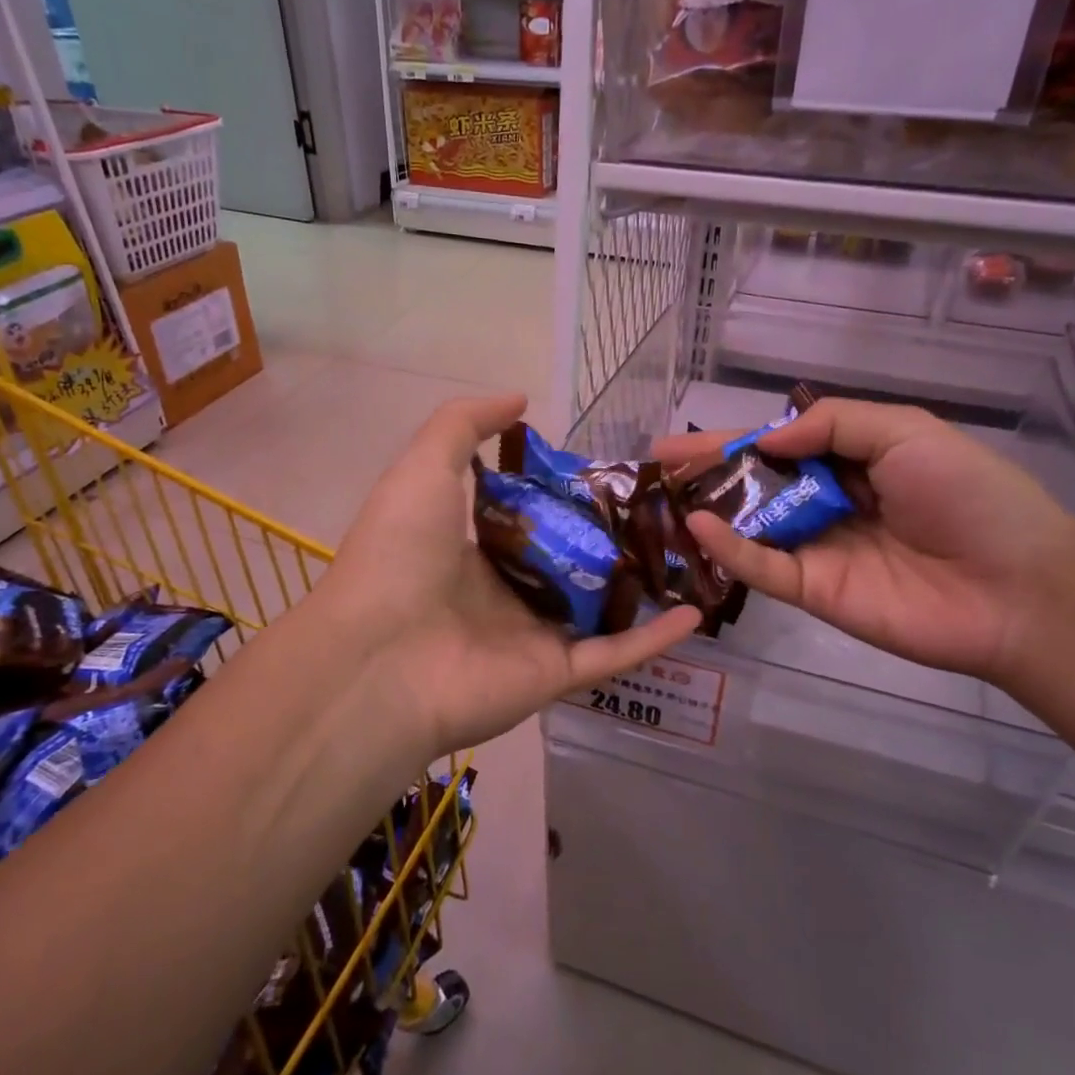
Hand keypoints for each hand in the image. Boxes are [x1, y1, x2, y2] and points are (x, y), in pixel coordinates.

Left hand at [323, 395, 701, 759]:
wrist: (378, 658)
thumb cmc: (399, 554)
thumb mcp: (423, 468)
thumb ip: (464, 425)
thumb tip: (520, 399)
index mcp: (472, 549)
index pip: (531, 519)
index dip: (568, 494)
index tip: (613, 470)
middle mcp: (505, 593)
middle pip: (571, 562)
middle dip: (614, 537)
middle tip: (668, 508)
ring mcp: (532, 636)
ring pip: (600, 608)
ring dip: (643, 586)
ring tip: (693, 553)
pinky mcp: (556, 675)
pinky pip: (614, 654)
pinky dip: (655, 638)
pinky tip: (697, 612)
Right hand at [654, 399, 1074, 682]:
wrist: (1016, 586)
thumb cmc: (968, 495)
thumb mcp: (905, 432)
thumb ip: (834, 423)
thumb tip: (767, 435)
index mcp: (853, 463)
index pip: (780, 446)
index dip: (733, 440)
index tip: (683, 440)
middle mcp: (828, 504)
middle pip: (756, 485)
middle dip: (708, 471)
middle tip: (657, 464)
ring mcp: (818, 550)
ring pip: (752, 526)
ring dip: (708, 508)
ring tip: (662, 492)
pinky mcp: (814, 592)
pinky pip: (764, 568)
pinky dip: (731, 549)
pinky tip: (700, 526)